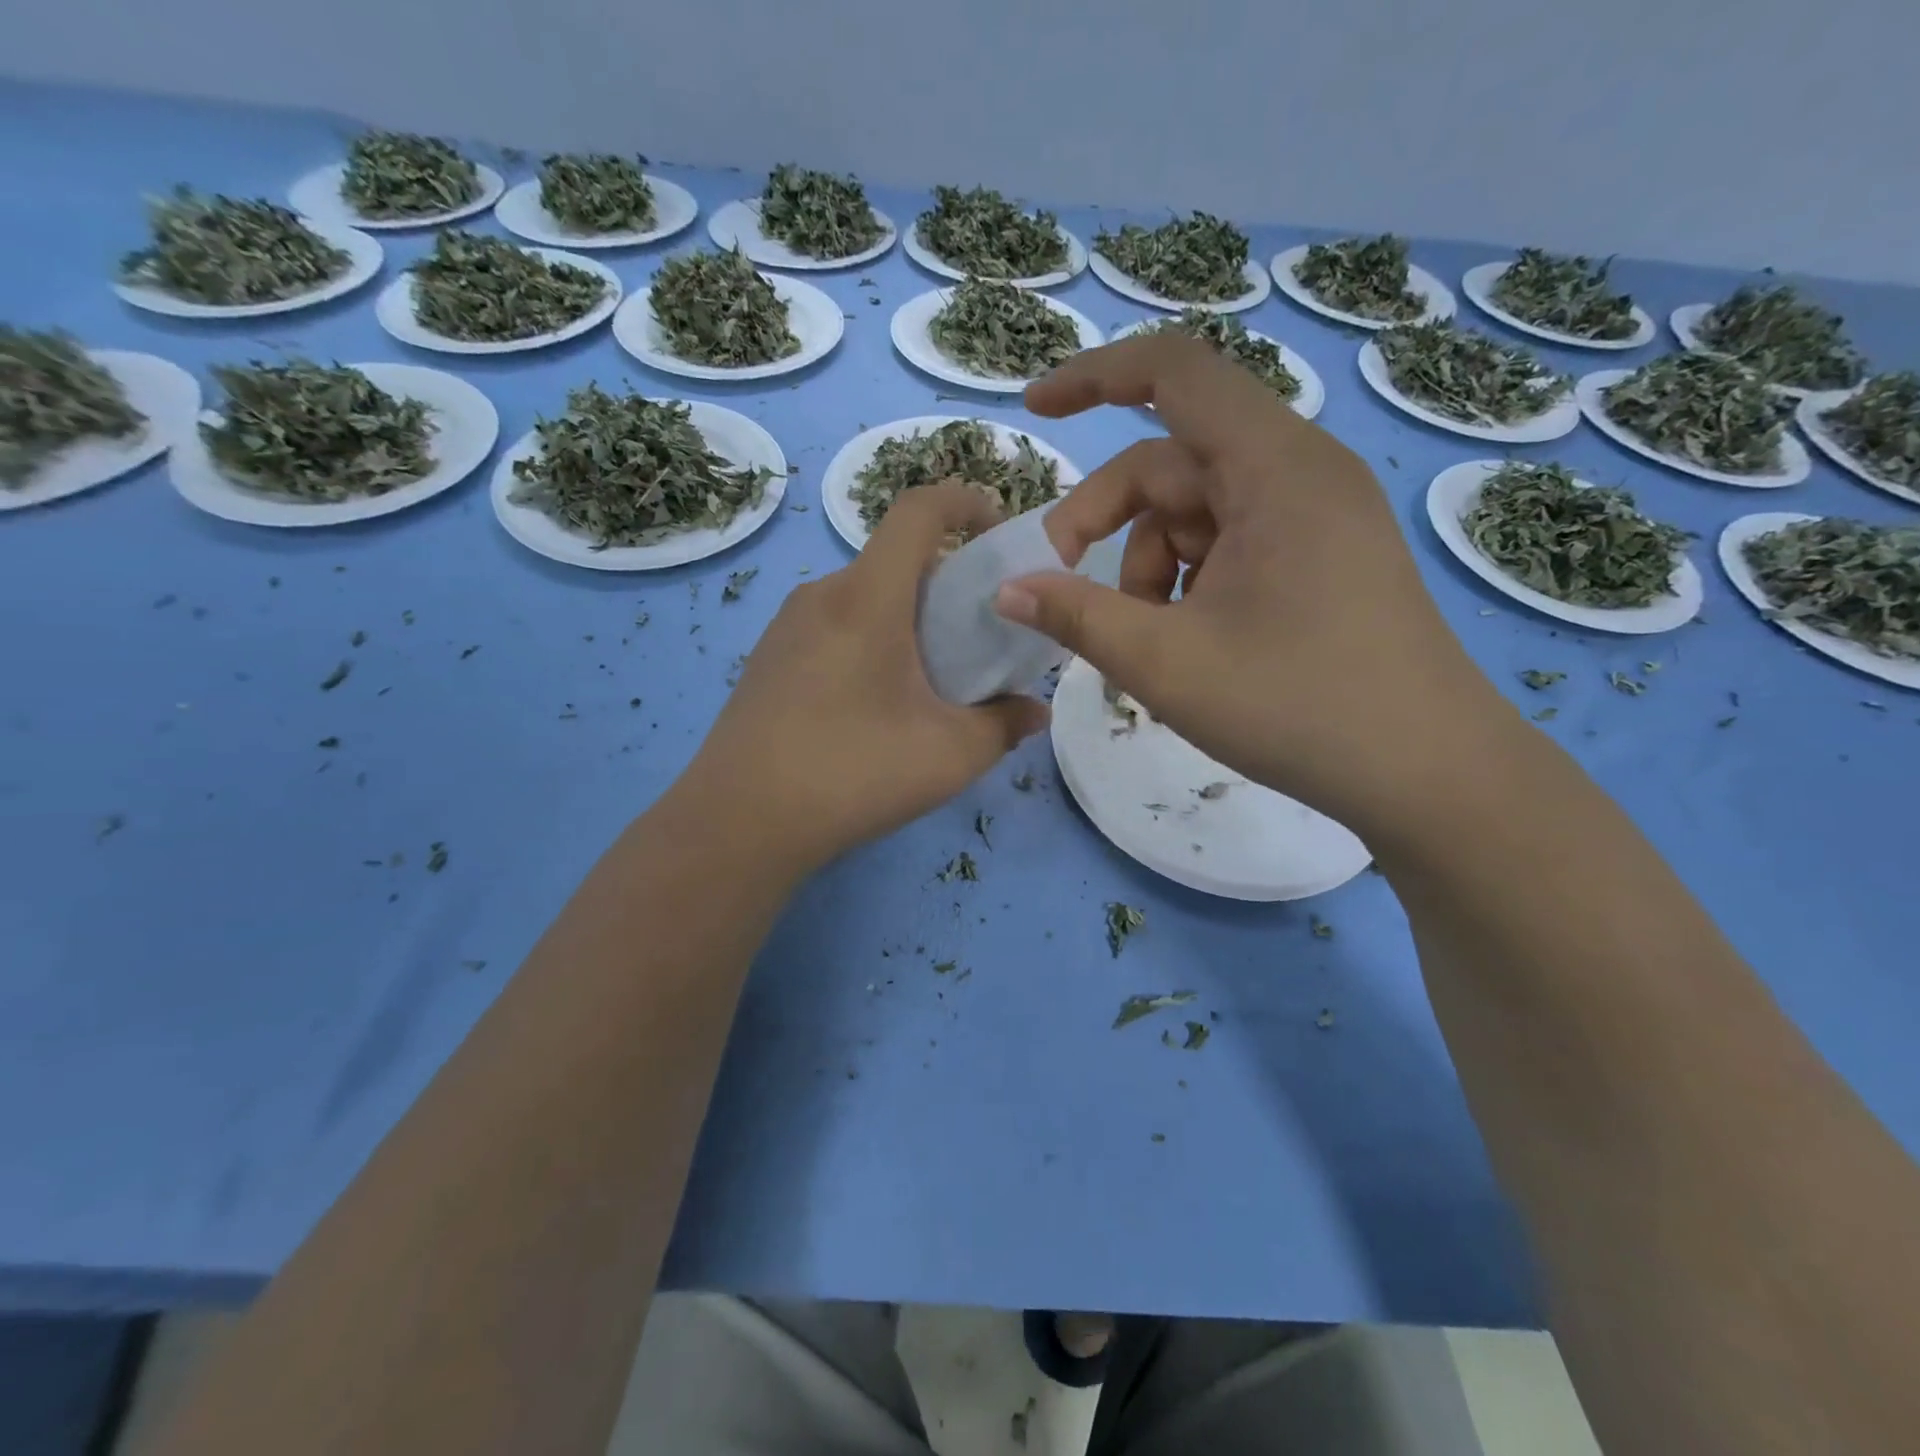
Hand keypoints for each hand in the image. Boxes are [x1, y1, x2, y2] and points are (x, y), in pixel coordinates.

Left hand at [683, 483, 1047, 875]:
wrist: (739, 823)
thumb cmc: (852, 772)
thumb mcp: (950, 755)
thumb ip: (1004, 725)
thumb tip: (1034, 711)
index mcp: (868, 597)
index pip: (919, 509)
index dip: (965, 502)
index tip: (998, 533)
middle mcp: (822, 595)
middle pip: (895, 560)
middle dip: (947, 584)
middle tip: (977, 638)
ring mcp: (786, 627)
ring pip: (864, 598)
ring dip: (907, 620)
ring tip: (930, 681)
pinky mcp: (768, 660)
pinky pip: (833, 628)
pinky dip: (870, 642)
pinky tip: (876, 707)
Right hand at [995, 332, 1505, 839]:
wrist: (1429, 774)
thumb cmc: (1298, 708)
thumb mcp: (1167, 663)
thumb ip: (1076, 617)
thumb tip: (1007, 590)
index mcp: (1275, 468)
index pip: (1176, 371)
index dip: (1095, 376)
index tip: (1036, 412)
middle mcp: (1301, 472)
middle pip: (1171, 463)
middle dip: (1107, 523)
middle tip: (1065, 593)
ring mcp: (1316, 516)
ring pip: (1196, 513)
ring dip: (1148, 568)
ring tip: (1150, 643)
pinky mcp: (1321, 556)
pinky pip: (1230, 543)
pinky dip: (1188, 582)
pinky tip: (1189, 643)